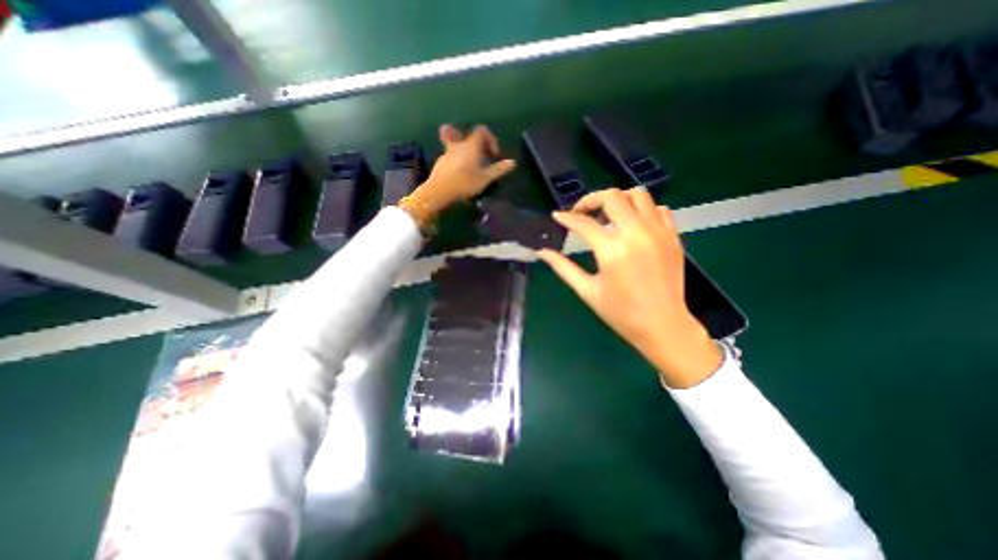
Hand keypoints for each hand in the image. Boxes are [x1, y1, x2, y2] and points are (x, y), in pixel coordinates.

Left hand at [414, 124, 517, 213]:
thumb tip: (513, 162)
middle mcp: (458, 144)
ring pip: (457, 144)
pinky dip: (457, 160)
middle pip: (467, 135)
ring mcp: (447, 152)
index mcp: (470, 145)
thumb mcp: (485, 179)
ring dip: (465, 151)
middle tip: (481, 157)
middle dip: (476, 144)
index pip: (481, 130)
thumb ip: (498, 170)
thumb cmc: (465, 183)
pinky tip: (460, 174)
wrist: (439, 191)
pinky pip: (450, 155)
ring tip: (471, 165)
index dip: (490, 139)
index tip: (493, 154)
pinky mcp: (440, 162)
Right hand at [534, 189, 722, 388]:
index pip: (583, 223)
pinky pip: (658, 209)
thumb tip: (542, 252)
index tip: (557, 216)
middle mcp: (637, 234)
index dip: (566, 218)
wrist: (663, 326)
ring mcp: (658, 232)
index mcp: (612, 251)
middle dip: (590, 200)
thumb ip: (563, 268)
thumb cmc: (621, 313)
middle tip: (581, 213)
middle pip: (612, 197)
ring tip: (607, 217)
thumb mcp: (587, 291)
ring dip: (618, 200)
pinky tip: (632, 225)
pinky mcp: (673, 236)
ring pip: (638, 195)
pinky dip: (642, 210)